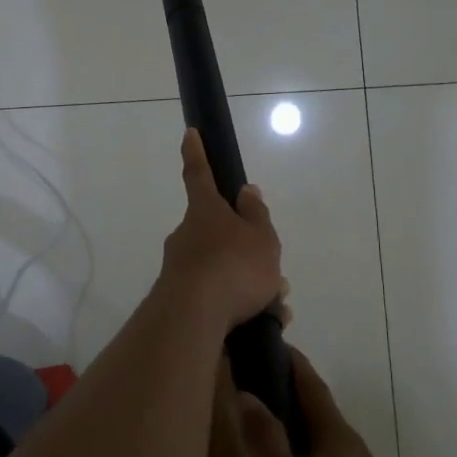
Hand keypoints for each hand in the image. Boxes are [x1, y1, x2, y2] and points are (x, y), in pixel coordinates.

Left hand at [155, 129, 282, 332]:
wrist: (194, 318)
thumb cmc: (233, 266)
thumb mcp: (260, 237)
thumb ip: (256, 215)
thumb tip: (245, 191)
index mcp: (205, 211)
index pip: (199, 174)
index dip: (196, 152)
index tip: (189, 133)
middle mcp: (187, 234)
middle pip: (220, 234)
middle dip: (247, 251)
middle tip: (274, 274)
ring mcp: (180, 267)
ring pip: (223, 268)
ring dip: (250, 284)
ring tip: (276, 306)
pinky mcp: (180, 299)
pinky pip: (217, 297)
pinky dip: (240, 306)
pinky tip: (262, 323)